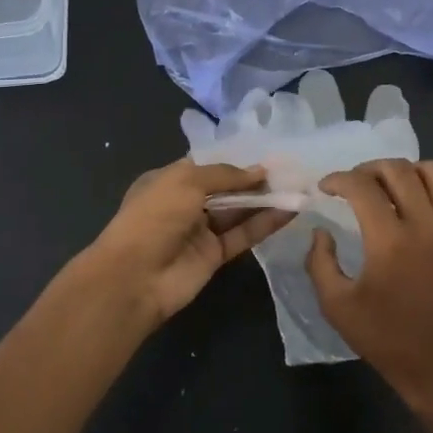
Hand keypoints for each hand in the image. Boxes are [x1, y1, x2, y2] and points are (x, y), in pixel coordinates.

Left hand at [73, 159, 290, 333]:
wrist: (134, 278)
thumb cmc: (154, 217)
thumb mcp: (186, 182)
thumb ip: (225, 175)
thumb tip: (260, 171)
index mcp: (169, 180)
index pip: (207, 165)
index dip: (235, 160)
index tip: (267, 155)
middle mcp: (185, 203)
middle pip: (226, 188)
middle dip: (254, 180)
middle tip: (290, 171)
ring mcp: (200, 231)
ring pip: (238, 211)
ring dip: (265, 200)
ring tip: (298, 188)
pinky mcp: (215, 255)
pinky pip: (243, 235)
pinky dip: (266, 224)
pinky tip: (290, 211)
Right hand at [306, 159, 432, 412]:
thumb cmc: (388, 341)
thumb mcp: (338, 307)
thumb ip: (320, 263)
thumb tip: (321, 232)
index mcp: (390, 240)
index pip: (362, 186)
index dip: (338, 179)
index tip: (325, 187)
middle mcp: (426, 226)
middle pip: (399, 169)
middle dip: (369, 168)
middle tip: (354, 183)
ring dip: (406, 171)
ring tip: (389, 187)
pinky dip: (427, 197)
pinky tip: (413, 220)